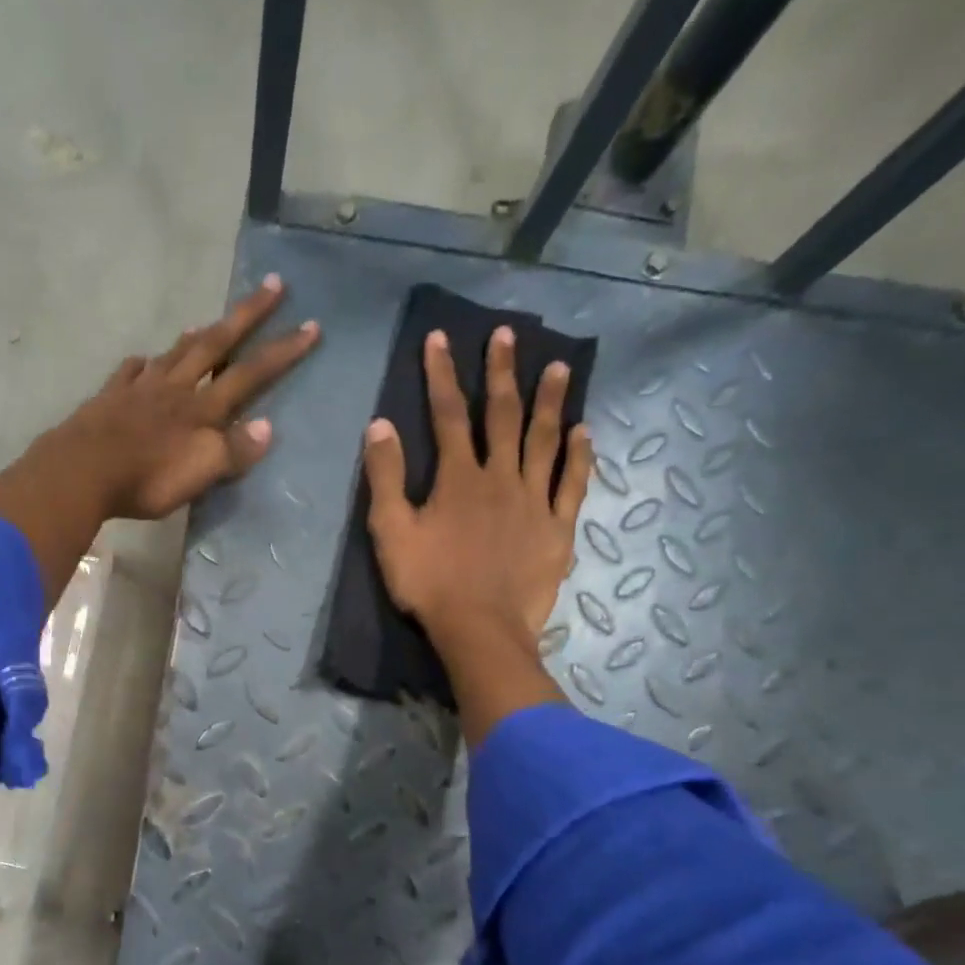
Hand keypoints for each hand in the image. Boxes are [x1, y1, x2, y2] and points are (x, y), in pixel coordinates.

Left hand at [39, 275, 319, 520]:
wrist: (81, 472)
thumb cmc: (146, 478)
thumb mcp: (200, 473)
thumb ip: (234, 451)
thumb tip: (268, 427)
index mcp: (200, 409)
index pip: (250, 375)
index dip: (281, 351)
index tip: (311, 325)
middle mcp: (173, 389)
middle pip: (214, 345)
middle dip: (247, 316)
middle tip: (273, 284)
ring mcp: (138, 389)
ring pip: (173, 354)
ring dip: (194, 336)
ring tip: (205, 322)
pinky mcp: (108, 399)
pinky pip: (129, 373)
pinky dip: (141, 364)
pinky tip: (142, 361)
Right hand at [363, 326, 590, 741]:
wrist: (479, 630)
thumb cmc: (429, 583)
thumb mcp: (391, 532)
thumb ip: (385, 478)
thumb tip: (380, 425)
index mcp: (458, 478)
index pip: (448, 415)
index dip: (442, 375)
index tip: (441, 338)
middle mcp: (500, 477)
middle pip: (502, 416)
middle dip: (501, 372)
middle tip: (507, 335)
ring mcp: (534, 501)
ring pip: (544, 440)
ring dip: (549, 401)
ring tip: (558, 366)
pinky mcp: (557, 528)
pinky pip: (572, 484)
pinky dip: (579, 456)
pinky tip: (584, 432)